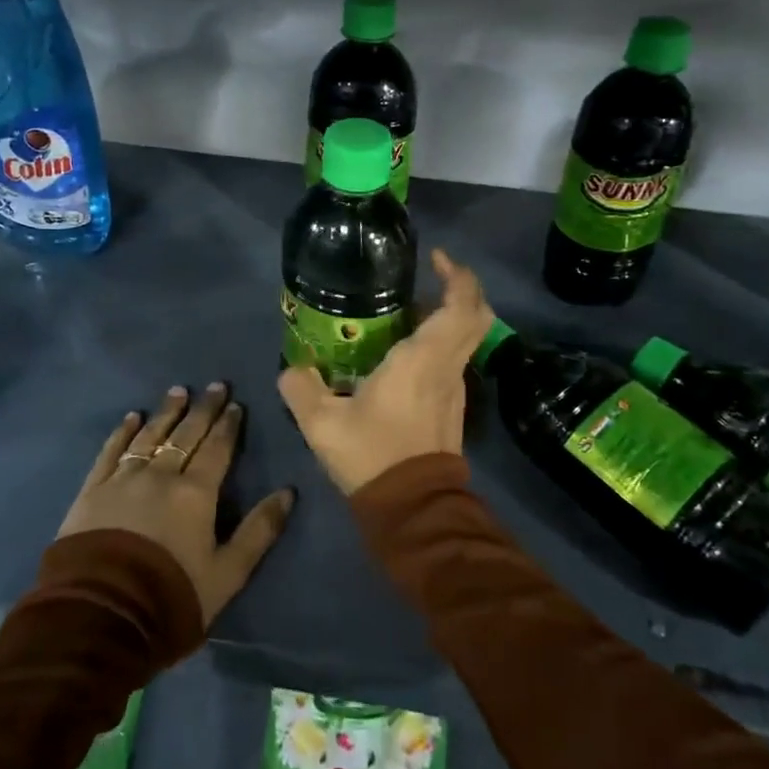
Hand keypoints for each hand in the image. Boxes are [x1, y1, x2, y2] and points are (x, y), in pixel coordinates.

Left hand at [59, 382, 295, 624]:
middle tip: (215, 385)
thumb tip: (288, 493)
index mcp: (196, 493)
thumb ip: (259, 531)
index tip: (235, 404)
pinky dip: (122, 433)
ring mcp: (123, 479)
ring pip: (149, 435)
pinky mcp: (92, 491)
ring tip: (177, 391)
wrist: (100, 616)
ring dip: (166, 412)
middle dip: (203, 408)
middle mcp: (161, 474)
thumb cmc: (172, 596)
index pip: (217, 449)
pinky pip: (110, 452)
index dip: (228, 425)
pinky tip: (131, 417)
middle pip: (186, 434)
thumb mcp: (228, 573)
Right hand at [279, 249, 494, 495]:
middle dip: (460, 287)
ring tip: (406, 310)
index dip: (457, 275)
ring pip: (465, 338)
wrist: (414, 510)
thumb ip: (301, 389)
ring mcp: (455, 387)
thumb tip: (292, 370)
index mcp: (423, 360)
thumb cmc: (374, 456)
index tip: (436, 258)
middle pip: (476, 315)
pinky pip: (452, 358)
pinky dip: (438, 342)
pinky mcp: (452, 405)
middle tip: (428, 275)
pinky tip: (402, 351)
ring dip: (446, 316)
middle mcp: (448, 366)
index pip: (461, 306)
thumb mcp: (323, 424)